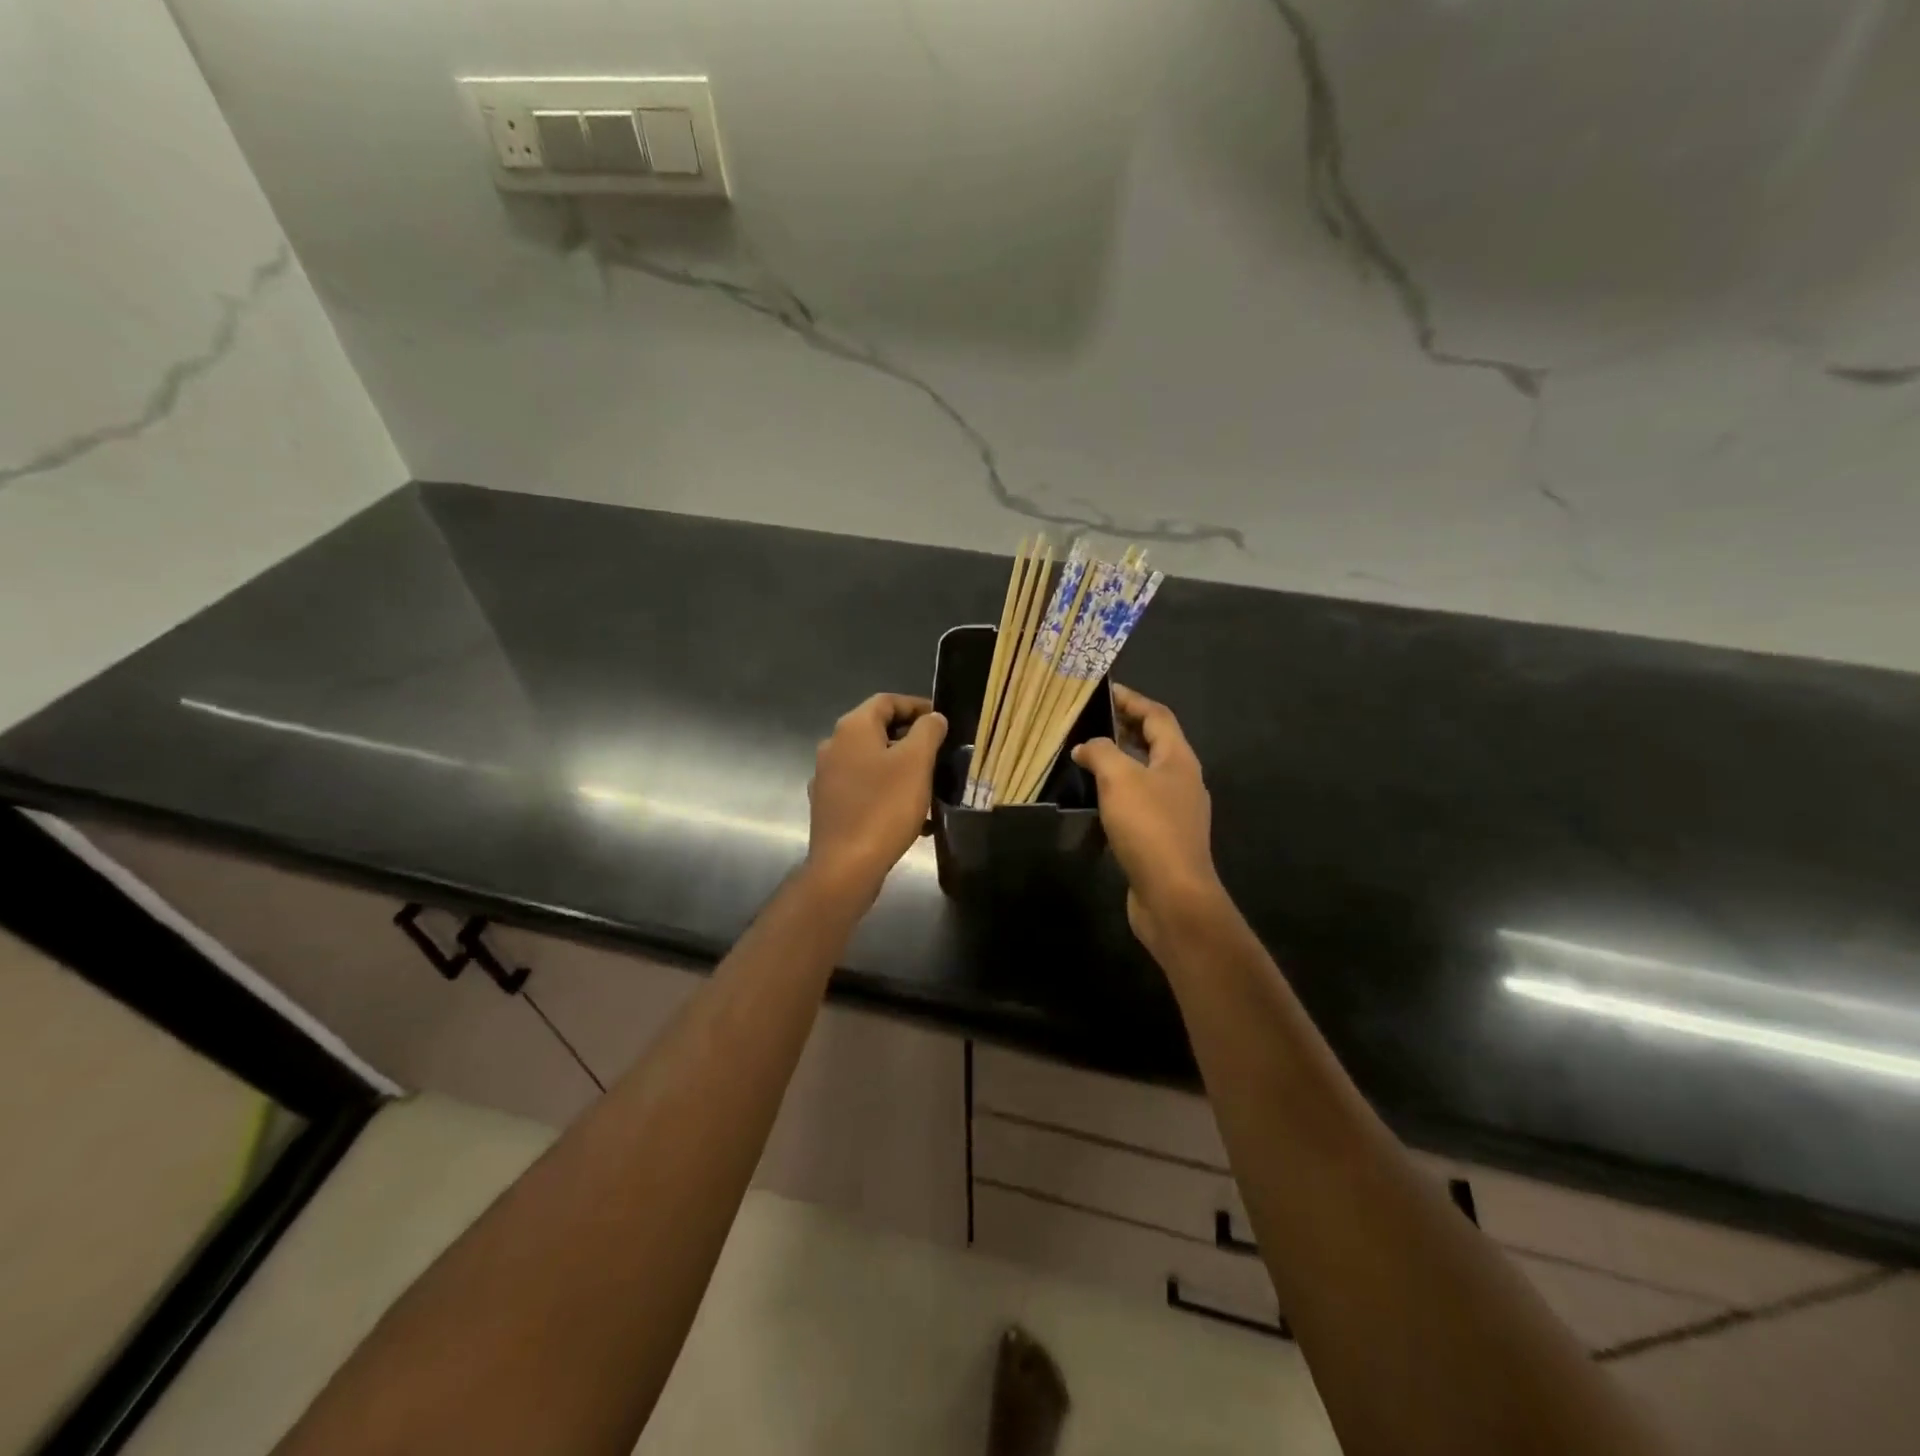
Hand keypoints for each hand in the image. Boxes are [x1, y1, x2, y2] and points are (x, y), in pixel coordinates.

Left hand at [806, 693, 947, 897]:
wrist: (846, 866)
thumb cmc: (884, 807)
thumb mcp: (916, 762)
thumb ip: (928, 731)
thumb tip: (932, 718)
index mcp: (852, 728)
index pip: (886, 701)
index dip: (916, 705)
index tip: (942, 720)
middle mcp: (833, 746)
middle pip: (877, 730)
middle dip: (910, 738)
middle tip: (940, 752)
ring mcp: (827, 778)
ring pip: (871, 761)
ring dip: (901, 767)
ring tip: (930, 784)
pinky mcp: (829, 806)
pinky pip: (864, 789)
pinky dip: (887, 791)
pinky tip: (911, 815)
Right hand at [1071, 685, 1224, 951]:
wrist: (1173, 895)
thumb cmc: (1149, 827)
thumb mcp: (1120, 779)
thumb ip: (1101, 753)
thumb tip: (1086, 747)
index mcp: (1179, 759)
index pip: (1157, 716)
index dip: (1132, 700)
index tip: (1105, 691)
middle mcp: (1183, 781)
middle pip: (1155, 743)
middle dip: (1125, 729)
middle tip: (1091, 721)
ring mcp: (1176, 811)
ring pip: (1146, 774)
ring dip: (1120, 762)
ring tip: (1088, 757)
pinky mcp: (1164, 837)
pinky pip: (1140, 802)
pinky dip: (1119, 792)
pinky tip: (1097, 800)